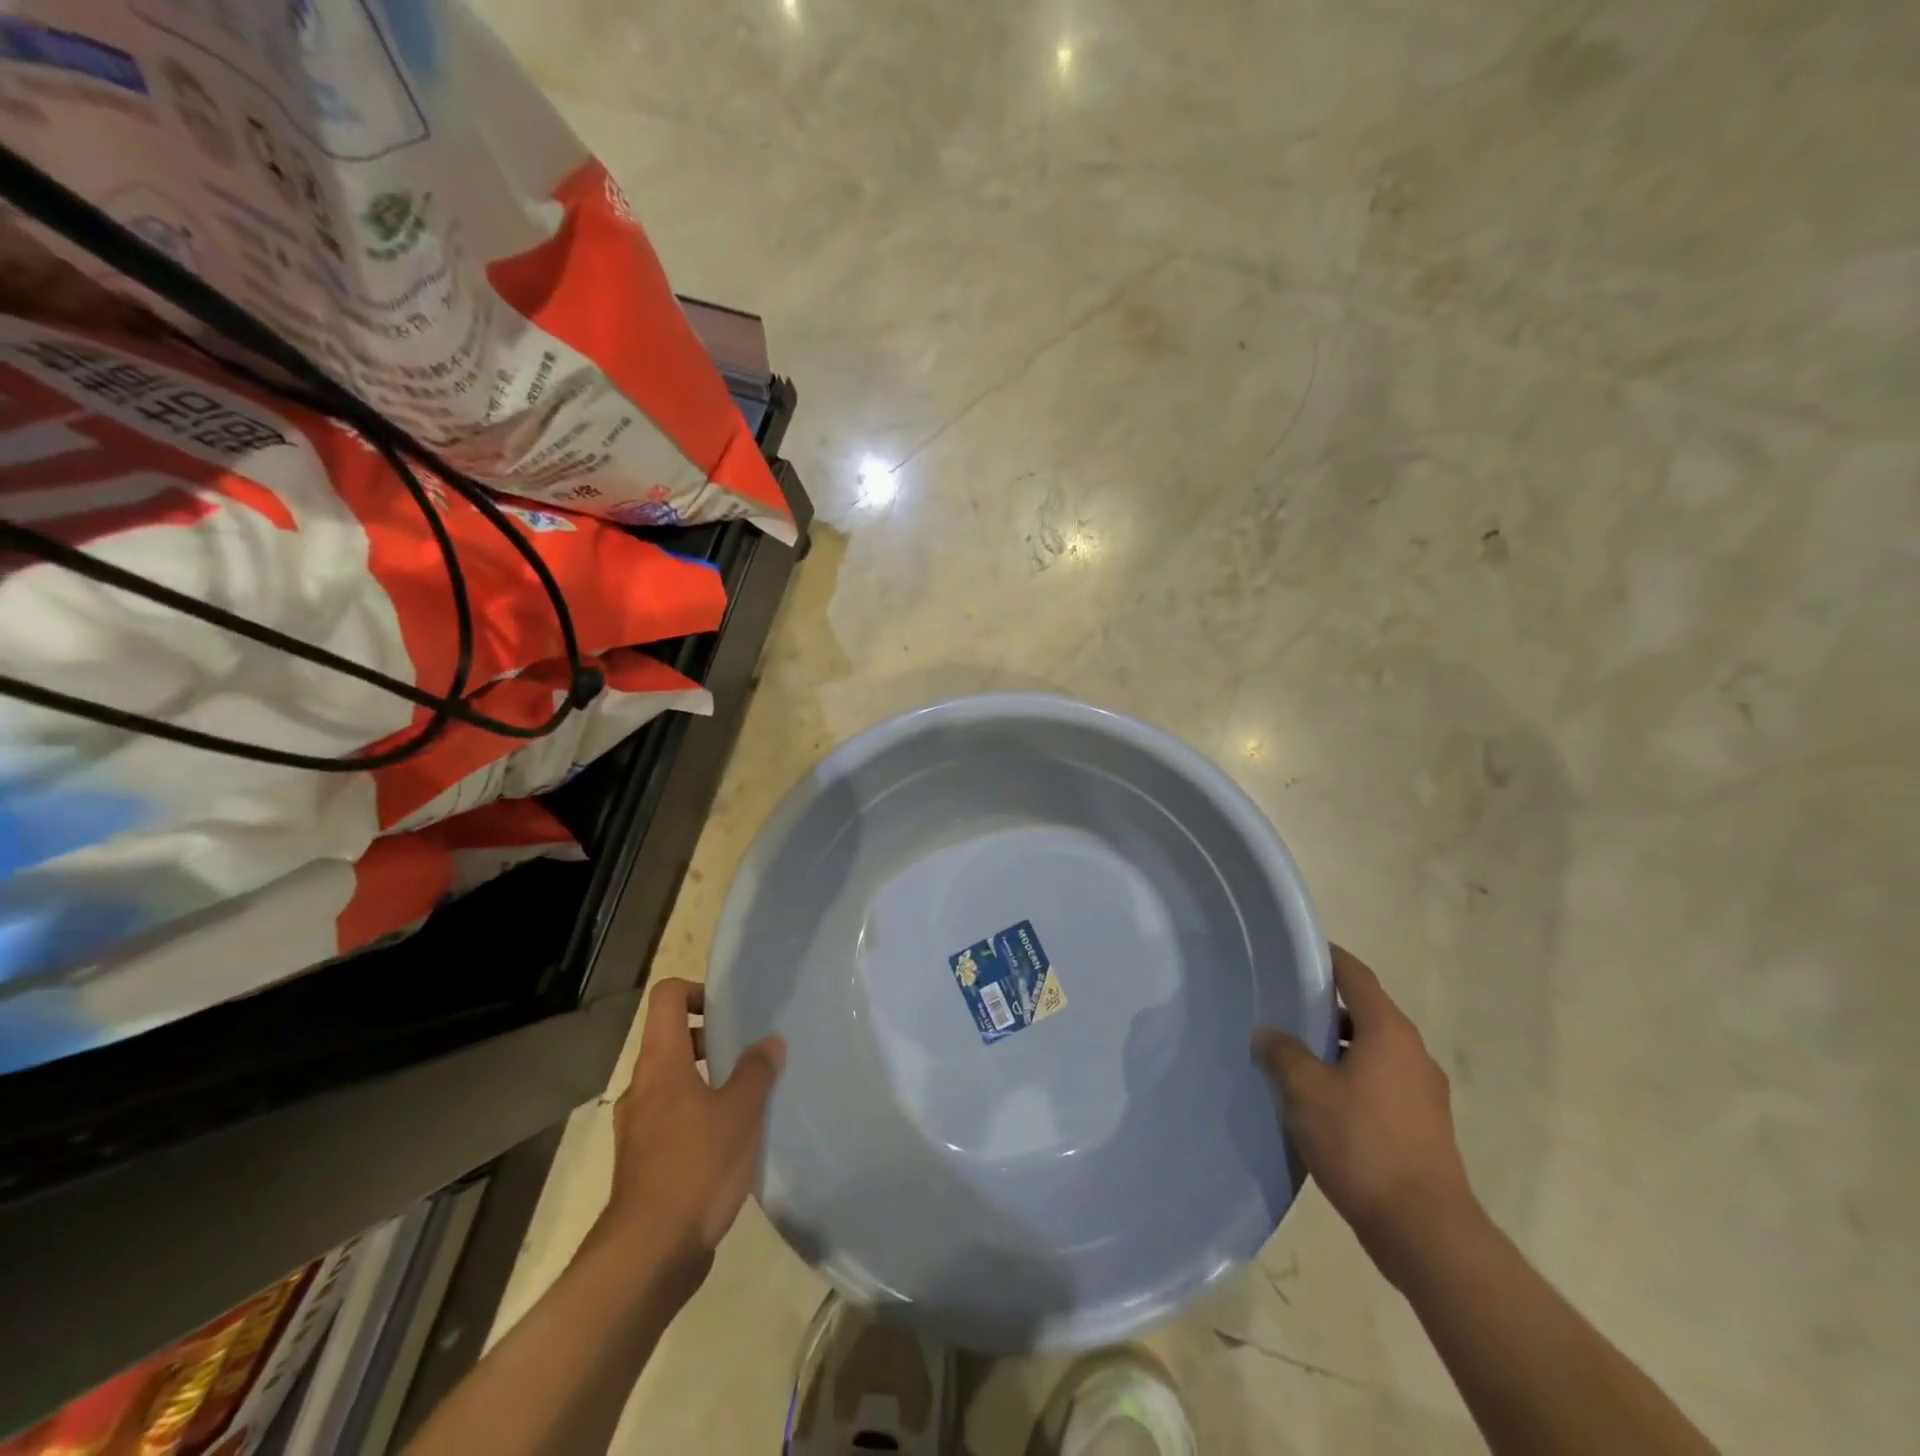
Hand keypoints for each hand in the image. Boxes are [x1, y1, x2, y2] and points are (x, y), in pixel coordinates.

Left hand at [599, 978, 785, 1269]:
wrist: (649, 1254)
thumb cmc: (696, 1167)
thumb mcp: (740, 1113)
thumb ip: (756, 1072)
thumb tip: (770, 1042)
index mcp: (661, 1063)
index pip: (667, 998)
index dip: (697, 991)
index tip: (730, 1010)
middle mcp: (643, 1087)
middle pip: (671, 1038)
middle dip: (710, 1038)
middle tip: (749, 1052)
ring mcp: (639, 1126)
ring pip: (673, 1081)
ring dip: (707, 1079)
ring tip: (748, 1096)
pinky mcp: (644, 1161)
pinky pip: (673, 1118)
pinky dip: (699, 1114)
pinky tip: (732, 1139)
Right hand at [1255, 946, 1480, 1284]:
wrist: (1425, 1230)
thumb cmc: (1362, 1144)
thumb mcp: (1306, 1091)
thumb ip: (1283, 1053)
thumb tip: (1268, 1033)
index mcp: (1389, 1032)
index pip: (1356, 976)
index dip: (1328, 959)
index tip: (1297, 952)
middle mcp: (1412, 1053)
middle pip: (1365, 1012)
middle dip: (1325, 1007)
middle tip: (1282, 1006)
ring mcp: (1423, 1091)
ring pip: (1372, 1049)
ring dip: (1336, 1046)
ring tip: (1294, 1055)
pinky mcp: (1423, 1125)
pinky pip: (1380, 1081)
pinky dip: (1351, 1076)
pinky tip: (1320, 1099)